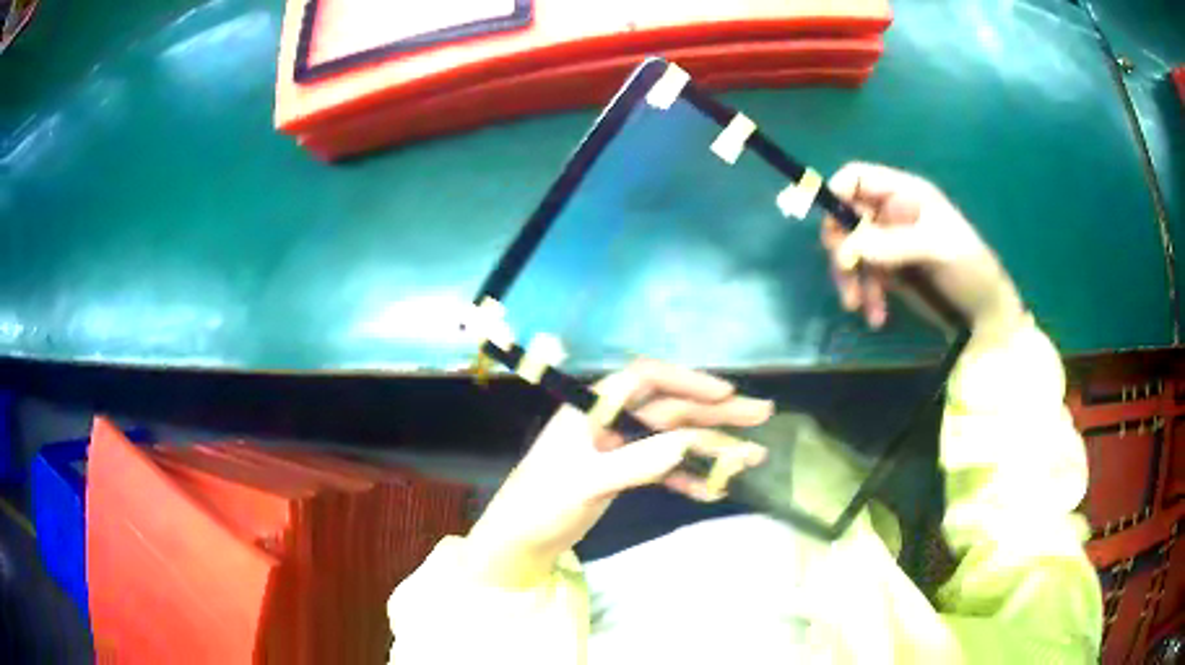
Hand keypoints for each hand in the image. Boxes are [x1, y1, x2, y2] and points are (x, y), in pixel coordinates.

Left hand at [465, 360, 772, 588]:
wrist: (520, 543)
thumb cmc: (541, 505)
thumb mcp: (585, 483)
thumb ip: (636, 462)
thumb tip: (689, 443)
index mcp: (592, 409)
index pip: (646, 379)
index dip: (688, 381)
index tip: (725, 394)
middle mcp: (610, 422)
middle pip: (670, 408)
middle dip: (715, 413)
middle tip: (761, 414)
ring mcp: (619, 449)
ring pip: (674, 439)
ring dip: (711, 448)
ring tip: (753, 455)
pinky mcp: (624, 474)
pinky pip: (665, 468)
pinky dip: (688, 477)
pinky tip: (713, 489)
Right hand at [821, 162, 1024, 339]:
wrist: (985, 315)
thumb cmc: (969, 269)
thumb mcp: (936, 250)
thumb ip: (893, 245)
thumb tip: (844, 248)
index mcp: (905, 194)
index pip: (857, 178)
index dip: (836, 194)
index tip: (828, 227)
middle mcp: (892, 215)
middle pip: (846, 218)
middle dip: (842, 248)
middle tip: (846, 273)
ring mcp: (889, 245)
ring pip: (850, 252)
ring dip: (850, 279)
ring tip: (860, 306)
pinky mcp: (890, 273)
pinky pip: (863, 278)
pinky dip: (865, 297)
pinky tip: (877, 317)